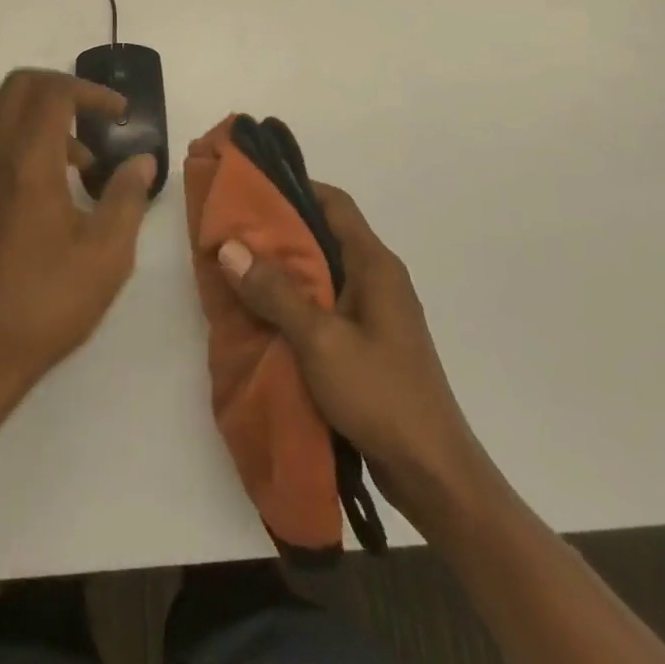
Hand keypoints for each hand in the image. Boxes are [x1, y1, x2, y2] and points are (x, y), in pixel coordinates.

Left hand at [0, 69, 155, 402]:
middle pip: (18, 89)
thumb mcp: (107, 255)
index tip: (120, 113)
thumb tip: (141, 161)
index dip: (91, 91)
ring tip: (77, 171)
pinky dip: (16, 151)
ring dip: (39, 125)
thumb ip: (127, 197)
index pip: (53, 92)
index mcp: (25, 162)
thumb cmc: (46, 305)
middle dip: (61, 92)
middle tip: (95, 122)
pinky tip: (39, 201)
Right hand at [216, 183, 481, 512]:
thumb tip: (230, 246)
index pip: (334, 203)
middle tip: (232, 232)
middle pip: (324, 236)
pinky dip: (294, 303)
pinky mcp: (368, 344)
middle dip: (279, 232)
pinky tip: (263, 316)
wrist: (433, 475)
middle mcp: (378, 279)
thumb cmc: (380, 395)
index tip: (251, 191)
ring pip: (322, 274)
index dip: (294, 188)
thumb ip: (275, 292)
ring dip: (283, 271)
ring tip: (237, 270)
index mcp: (375, 264)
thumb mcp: (320, 340)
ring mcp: (374, 313)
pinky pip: (325, 307)